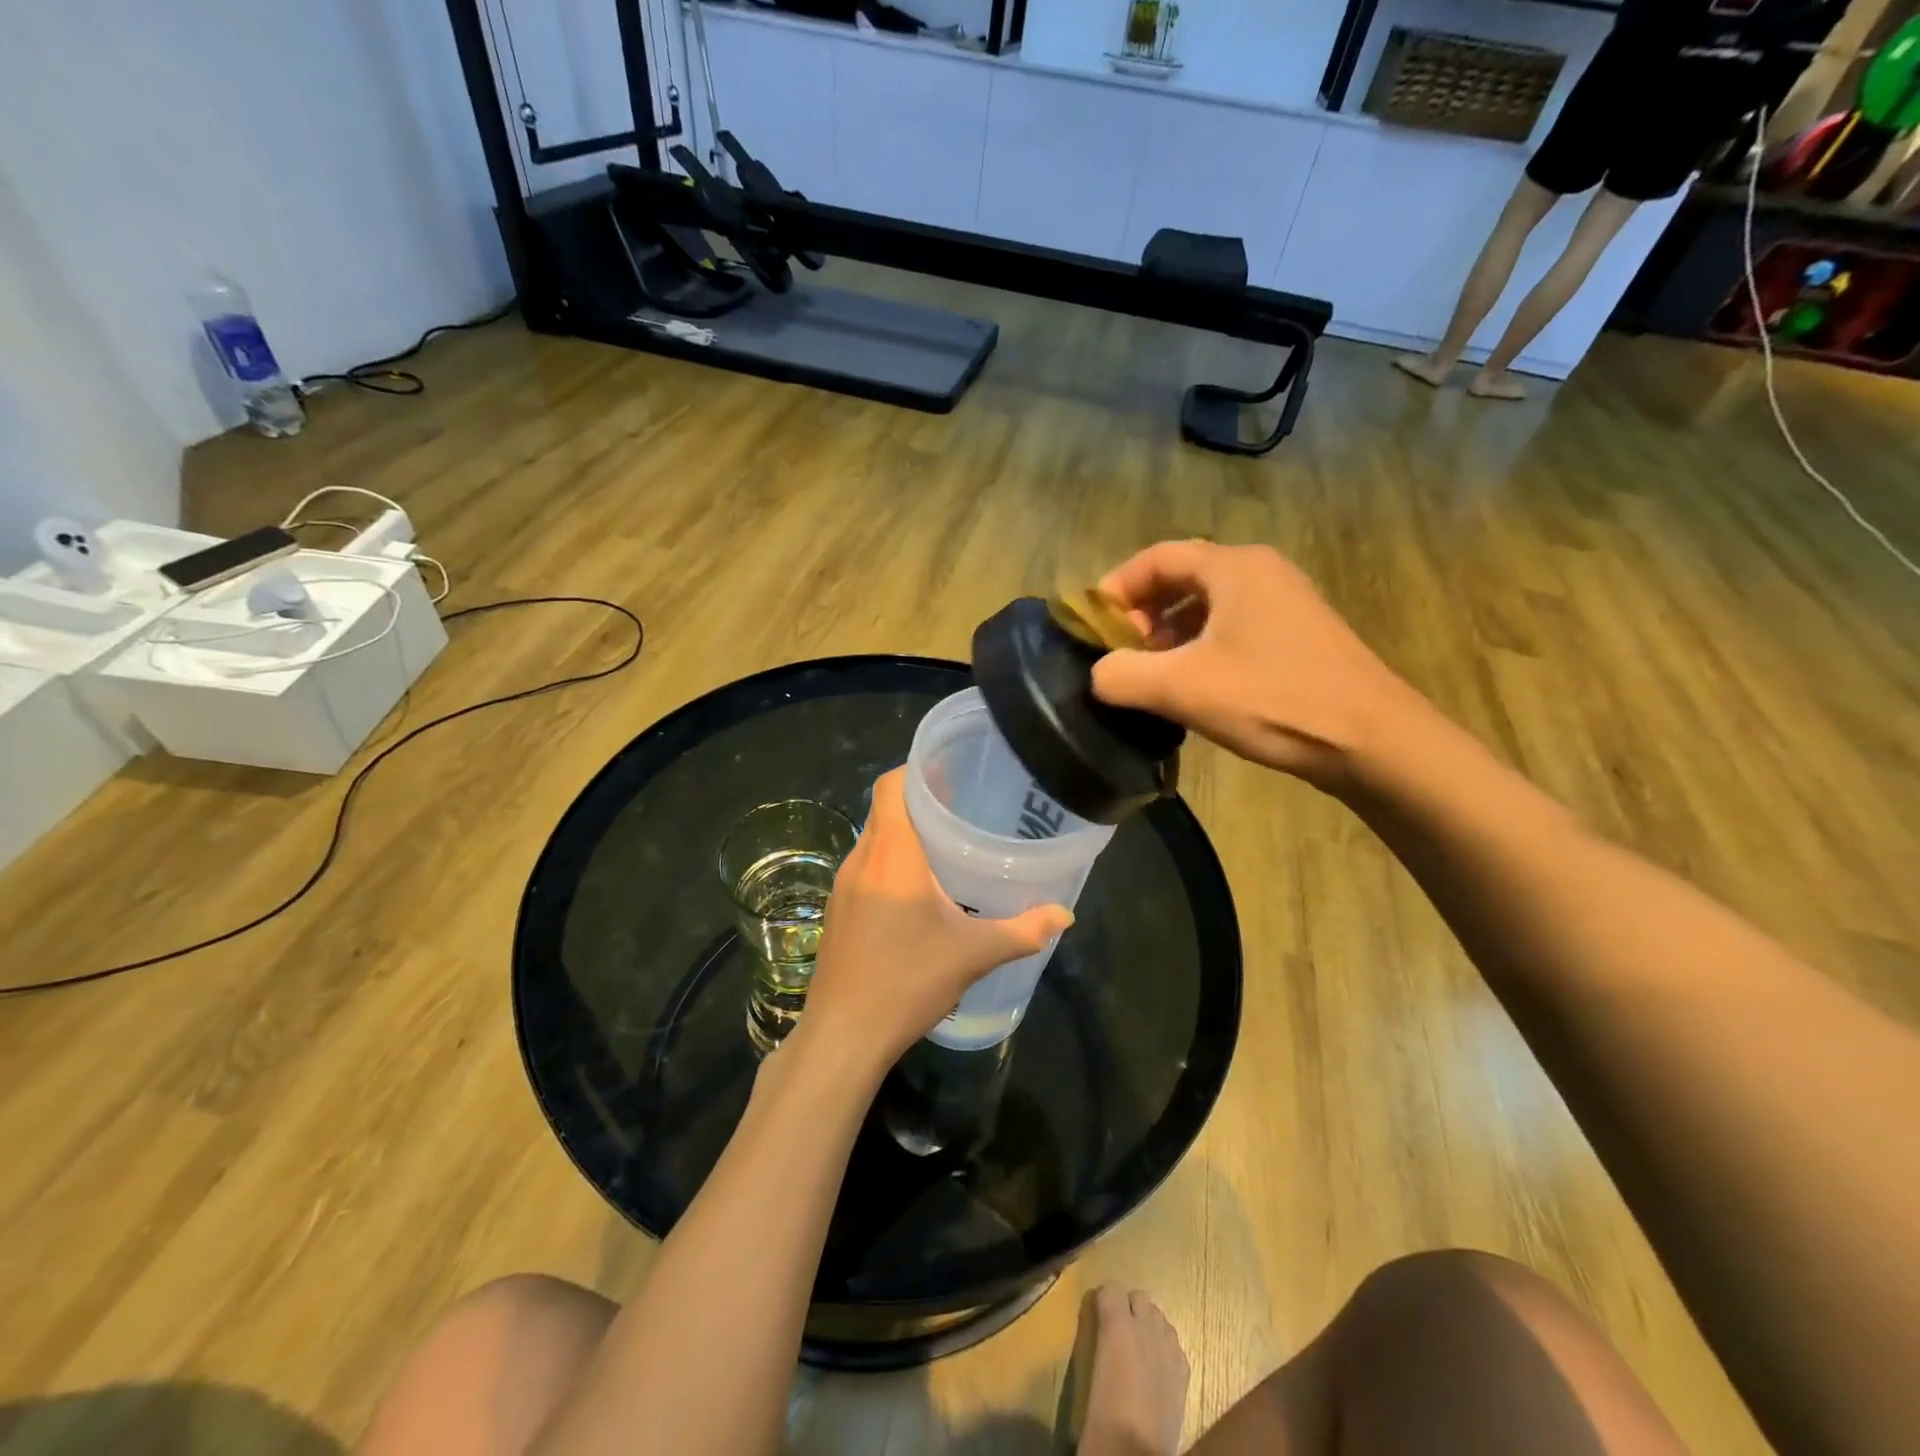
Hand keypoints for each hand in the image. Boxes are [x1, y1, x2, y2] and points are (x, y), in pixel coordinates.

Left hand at [799, 768, 1072, 1075]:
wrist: (843, 1035)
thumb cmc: (907, 981)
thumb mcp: (973, 954)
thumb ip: (1023, 930)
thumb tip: (1065, 915)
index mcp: (891, 854)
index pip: (892, 785)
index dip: (918, 770)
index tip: (953, 772)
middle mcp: (861, 859)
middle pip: (885, 808)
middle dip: (920, 801)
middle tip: (963, 806)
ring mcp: (843, 885)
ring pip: (874, 838)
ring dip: (905, 833)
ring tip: (947, 843)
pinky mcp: (838, 910)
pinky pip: (866, 866)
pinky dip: (891, 861)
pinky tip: (919, 888)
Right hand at [1090, 540, 1424, 793]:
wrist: (1372, 740)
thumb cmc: (1273, 699)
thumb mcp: (1181, 689)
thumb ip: (1122, 676)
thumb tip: (1098, 674)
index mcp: (1233, 568)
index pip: (1156, 558)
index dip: (1115, 588)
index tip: (1091, 627)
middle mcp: (1260, 571)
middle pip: (1181, 578)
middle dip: (1142, 613)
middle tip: (1120, 653)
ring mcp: (1285, 602)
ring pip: (1208, 605)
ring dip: (1170, 633)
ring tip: (1151, 673)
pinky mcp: (1298, 634)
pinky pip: (1233, 627)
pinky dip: (1200, 646)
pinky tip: (1193, 685)